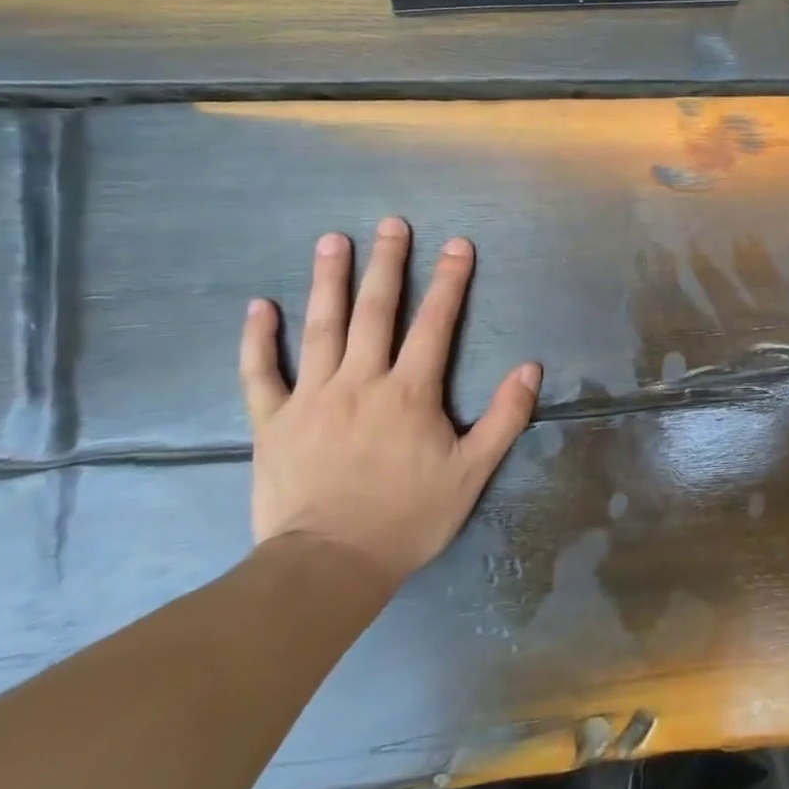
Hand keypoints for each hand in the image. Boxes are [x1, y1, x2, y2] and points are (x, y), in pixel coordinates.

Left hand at [239, 218, 540, 591]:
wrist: (330, 564)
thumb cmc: (407, 517)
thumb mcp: (472, 472)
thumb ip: (504, 417)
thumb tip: (531, 368)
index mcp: (409, 392)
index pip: (435, 324)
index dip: (449, 281)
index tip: (457, 244)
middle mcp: (361, 381)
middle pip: (376, 311)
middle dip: (388, 264)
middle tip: (391, 223)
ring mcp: (312, 397)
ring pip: (321, 328)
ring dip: (328, 281)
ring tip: (332, 241)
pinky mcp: (273, 421)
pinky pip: (261, 373)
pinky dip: (258, 338)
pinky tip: (259, 305)